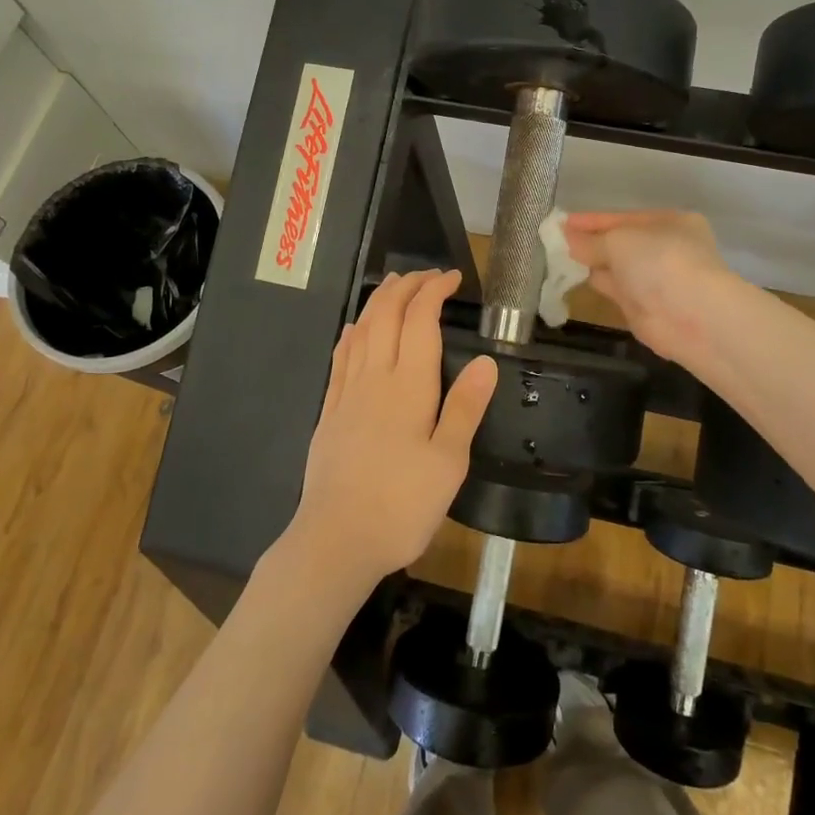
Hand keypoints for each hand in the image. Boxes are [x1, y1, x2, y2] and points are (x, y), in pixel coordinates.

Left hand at [284, 269, 497, 592]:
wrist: (336, 539)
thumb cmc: (402, 504)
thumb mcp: (449, 462)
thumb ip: (465, 407)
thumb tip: (484, 360)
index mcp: (409, 385)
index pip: (420, 319)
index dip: (434, 290)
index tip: (452, 277)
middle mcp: (375, 377)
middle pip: (387, 315)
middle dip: (406, 286)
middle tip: (427, 274)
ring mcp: (347, 392)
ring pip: (362, 330)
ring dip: (379, 300)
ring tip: (393, 284)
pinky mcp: (330, 412)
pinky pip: (340, 357)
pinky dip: (352, 333)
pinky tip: (354, 329)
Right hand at [562, 210, 734, 360]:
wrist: (691, 315)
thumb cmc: (659, 261)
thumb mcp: (619, 241)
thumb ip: (590, 240)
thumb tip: (567, 238)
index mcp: (669, 222)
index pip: (623, 218)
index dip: (592, 220)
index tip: (561, 222)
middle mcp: (665, 248)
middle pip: (620, 243)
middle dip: (590, 241)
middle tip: (554, 241)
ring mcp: (656, 279)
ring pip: (616, 267)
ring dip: (590, 263)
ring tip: (555, 258)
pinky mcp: (644, 307)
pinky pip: (614, 288)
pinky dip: (595, 282)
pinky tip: (571, 278)